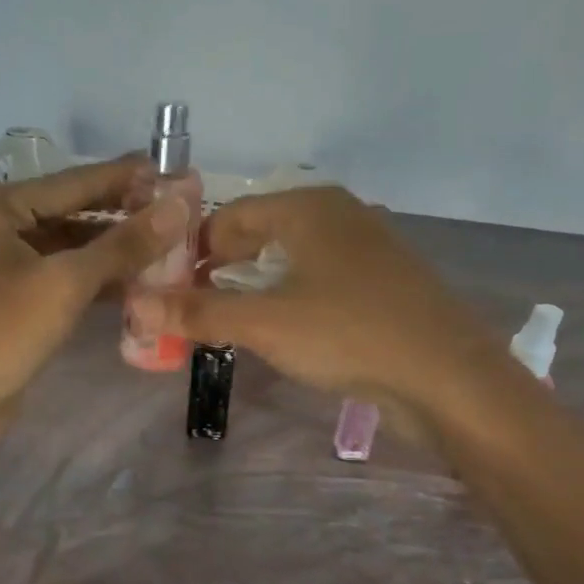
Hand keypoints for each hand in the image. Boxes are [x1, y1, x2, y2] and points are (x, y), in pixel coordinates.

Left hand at [0, 157, 187, 438]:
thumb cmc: (2, 332)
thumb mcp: (66, 282)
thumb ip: (124, 243)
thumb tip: (180, 204)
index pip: (76, 182)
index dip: (129, 178)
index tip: (178, 171)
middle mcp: (0, 225)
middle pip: (75, 211)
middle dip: (126, 214)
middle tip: (182, 210)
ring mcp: (8, 263)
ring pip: (74, 246)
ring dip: (117, 249)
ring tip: (172, 245)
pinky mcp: (19, 297)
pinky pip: (67, 275)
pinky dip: (101, 278)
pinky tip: (141, 281)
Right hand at [127, 185, 506, 422]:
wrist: (449, 377)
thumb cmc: (349, 334)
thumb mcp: (265, 323)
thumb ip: (199, 312)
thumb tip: (134, 304)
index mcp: (308, 206)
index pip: (229, 216)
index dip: (193, 252)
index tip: (167, 291)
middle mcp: (338, 215)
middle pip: (259, 235)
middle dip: (221, 271)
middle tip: (191, 310)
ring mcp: (365, 248)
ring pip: (290, 259)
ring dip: (254, 288)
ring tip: (227, 324)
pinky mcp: (382, 283)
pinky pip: (319, 280)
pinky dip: (290, 299)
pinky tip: (282, 331)